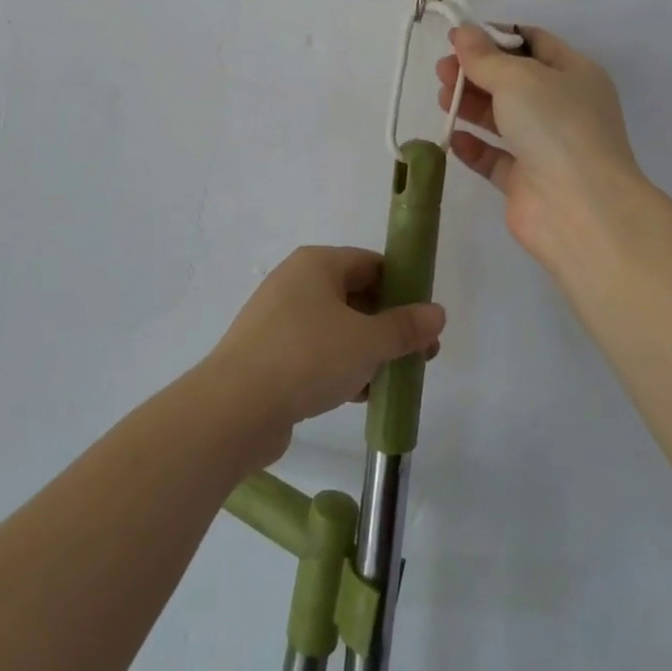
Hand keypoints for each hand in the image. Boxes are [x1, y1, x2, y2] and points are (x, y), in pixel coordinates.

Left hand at [206, 247, 445, 468]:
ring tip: (393, 379)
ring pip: (336, 327)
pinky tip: (359, 396)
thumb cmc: (308, 357)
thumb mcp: (367, 342)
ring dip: (366, 350)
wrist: (235, 407)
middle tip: (419, 354)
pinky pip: (315, 352)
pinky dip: (339, 367)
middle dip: (388, 324)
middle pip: (354, 295)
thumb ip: (405, 327)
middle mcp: (295, 282)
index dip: (403, 287)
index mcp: (317, 263)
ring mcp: (278, 318)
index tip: (425, 318)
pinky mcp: (268, 354)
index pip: (370, 263)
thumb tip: (436, 312)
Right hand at [436, 25, 648, 271]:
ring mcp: (545, 146)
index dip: (495, 36)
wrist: (580, 209)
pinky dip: (473, 146)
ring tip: (443, 99)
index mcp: (574, 74)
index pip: (533, 42)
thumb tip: (462, 31)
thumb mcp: (518, 77)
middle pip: (512, 80)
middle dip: (475, 71)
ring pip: (501, 117)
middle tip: (442, 70)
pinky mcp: (526, 181)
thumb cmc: (555, 126)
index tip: (459, 36)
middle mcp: (562, 107)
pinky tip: (454, 138)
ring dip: (471, 105)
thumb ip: (484, 56)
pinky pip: (494, 157)